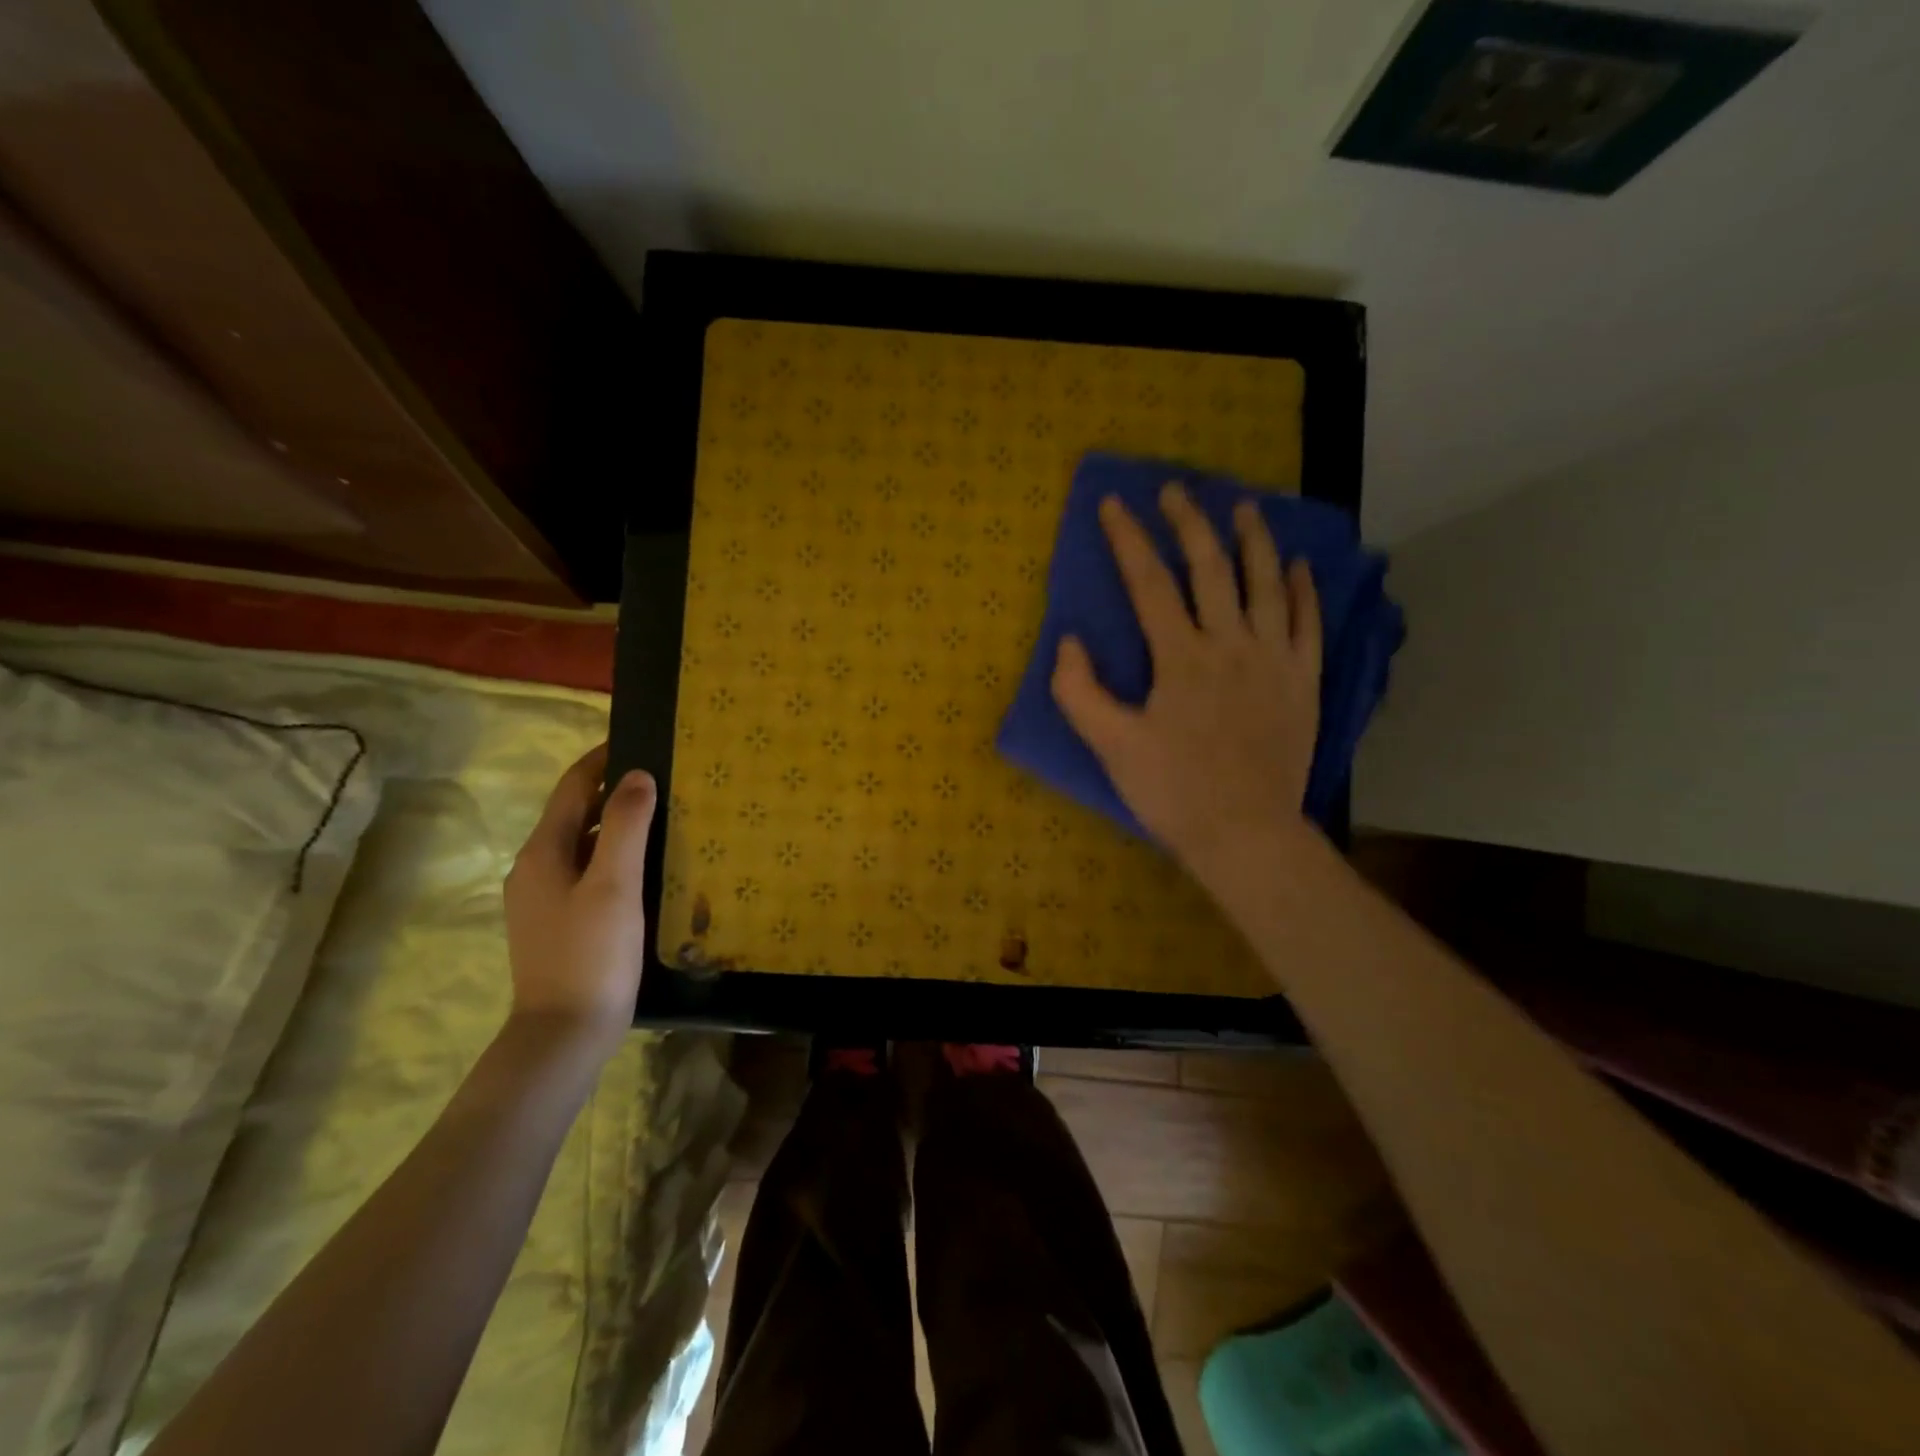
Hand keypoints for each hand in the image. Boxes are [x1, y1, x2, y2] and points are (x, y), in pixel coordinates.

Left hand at [503, 745, 655, 1058]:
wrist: (565, 1034)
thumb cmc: (592, 954)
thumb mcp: (615, 884)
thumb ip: (624, 825)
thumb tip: (636, 775)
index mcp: (542, 852)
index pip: (572, 787)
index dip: (602, 759)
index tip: (640, 738)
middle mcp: (535, 868)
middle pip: (574, 813)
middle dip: (613, 790)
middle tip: (663, 778)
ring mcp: (543, 899)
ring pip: (582, 845)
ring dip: (615, 825)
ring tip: (662, 816)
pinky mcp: (558, 923)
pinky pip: (587, 872)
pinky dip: (613, 856)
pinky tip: (645, 867)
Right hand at [1050, 483, 1321, 880]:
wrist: (1245, 834)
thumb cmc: (1173, 792)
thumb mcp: (1110, 746)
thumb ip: (1079, 691)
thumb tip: (1070, 640)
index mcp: (1181, 658)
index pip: (1150, 583)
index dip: (1128, 539)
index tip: (1113, 504)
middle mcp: (1231, 645)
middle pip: (1211, 568)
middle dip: (1190, 523)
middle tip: (1177, 490)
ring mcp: (1274, 660)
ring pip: (1267, 584)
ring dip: (1254, 540)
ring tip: (1245, 507)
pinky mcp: (1302, 682)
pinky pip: (1308, 624)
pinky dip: (1303, 590)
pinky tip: (1298, 566)